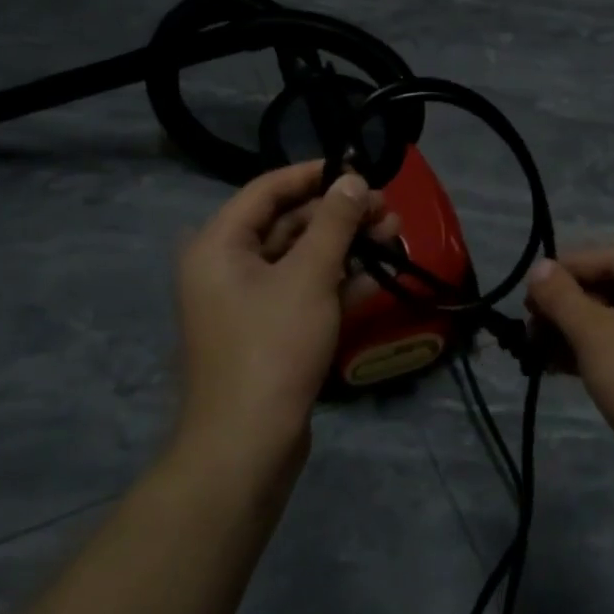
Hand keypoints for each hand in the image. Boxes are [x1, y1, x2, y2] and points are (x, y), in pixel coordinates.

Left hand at [176, 162, 395, 459]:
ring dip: (346, 246)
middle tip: (388, 209)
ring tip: (394, 235)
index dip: (313, 175)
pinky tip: (380, 276)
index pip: (267, 190)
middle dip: (339, 215)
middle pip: (288, 223)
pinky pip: (304, 292)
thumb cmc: (272, 347)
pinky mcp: (269, 332)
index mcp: (219, 245)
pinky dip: (339, 282)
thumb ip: (334, 223)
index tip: (357, 168)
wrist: (248, 445)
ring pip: (301, 259)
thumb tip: (354, 180)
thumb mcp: (309, 276)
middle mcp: (226, 267)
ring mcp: (248, 303)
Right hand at [526, 248, 613, 477]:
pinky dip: (596, 351)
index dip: (564, 270)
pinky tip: (559, 366)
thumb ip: (561, 296)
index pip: (609, 257)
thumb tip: (538, 267)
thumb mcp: (595, 334)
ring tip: (536, 349)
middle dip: (567, 305)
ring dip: (575, 331)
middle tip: (530, 324)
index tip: (527, 290)